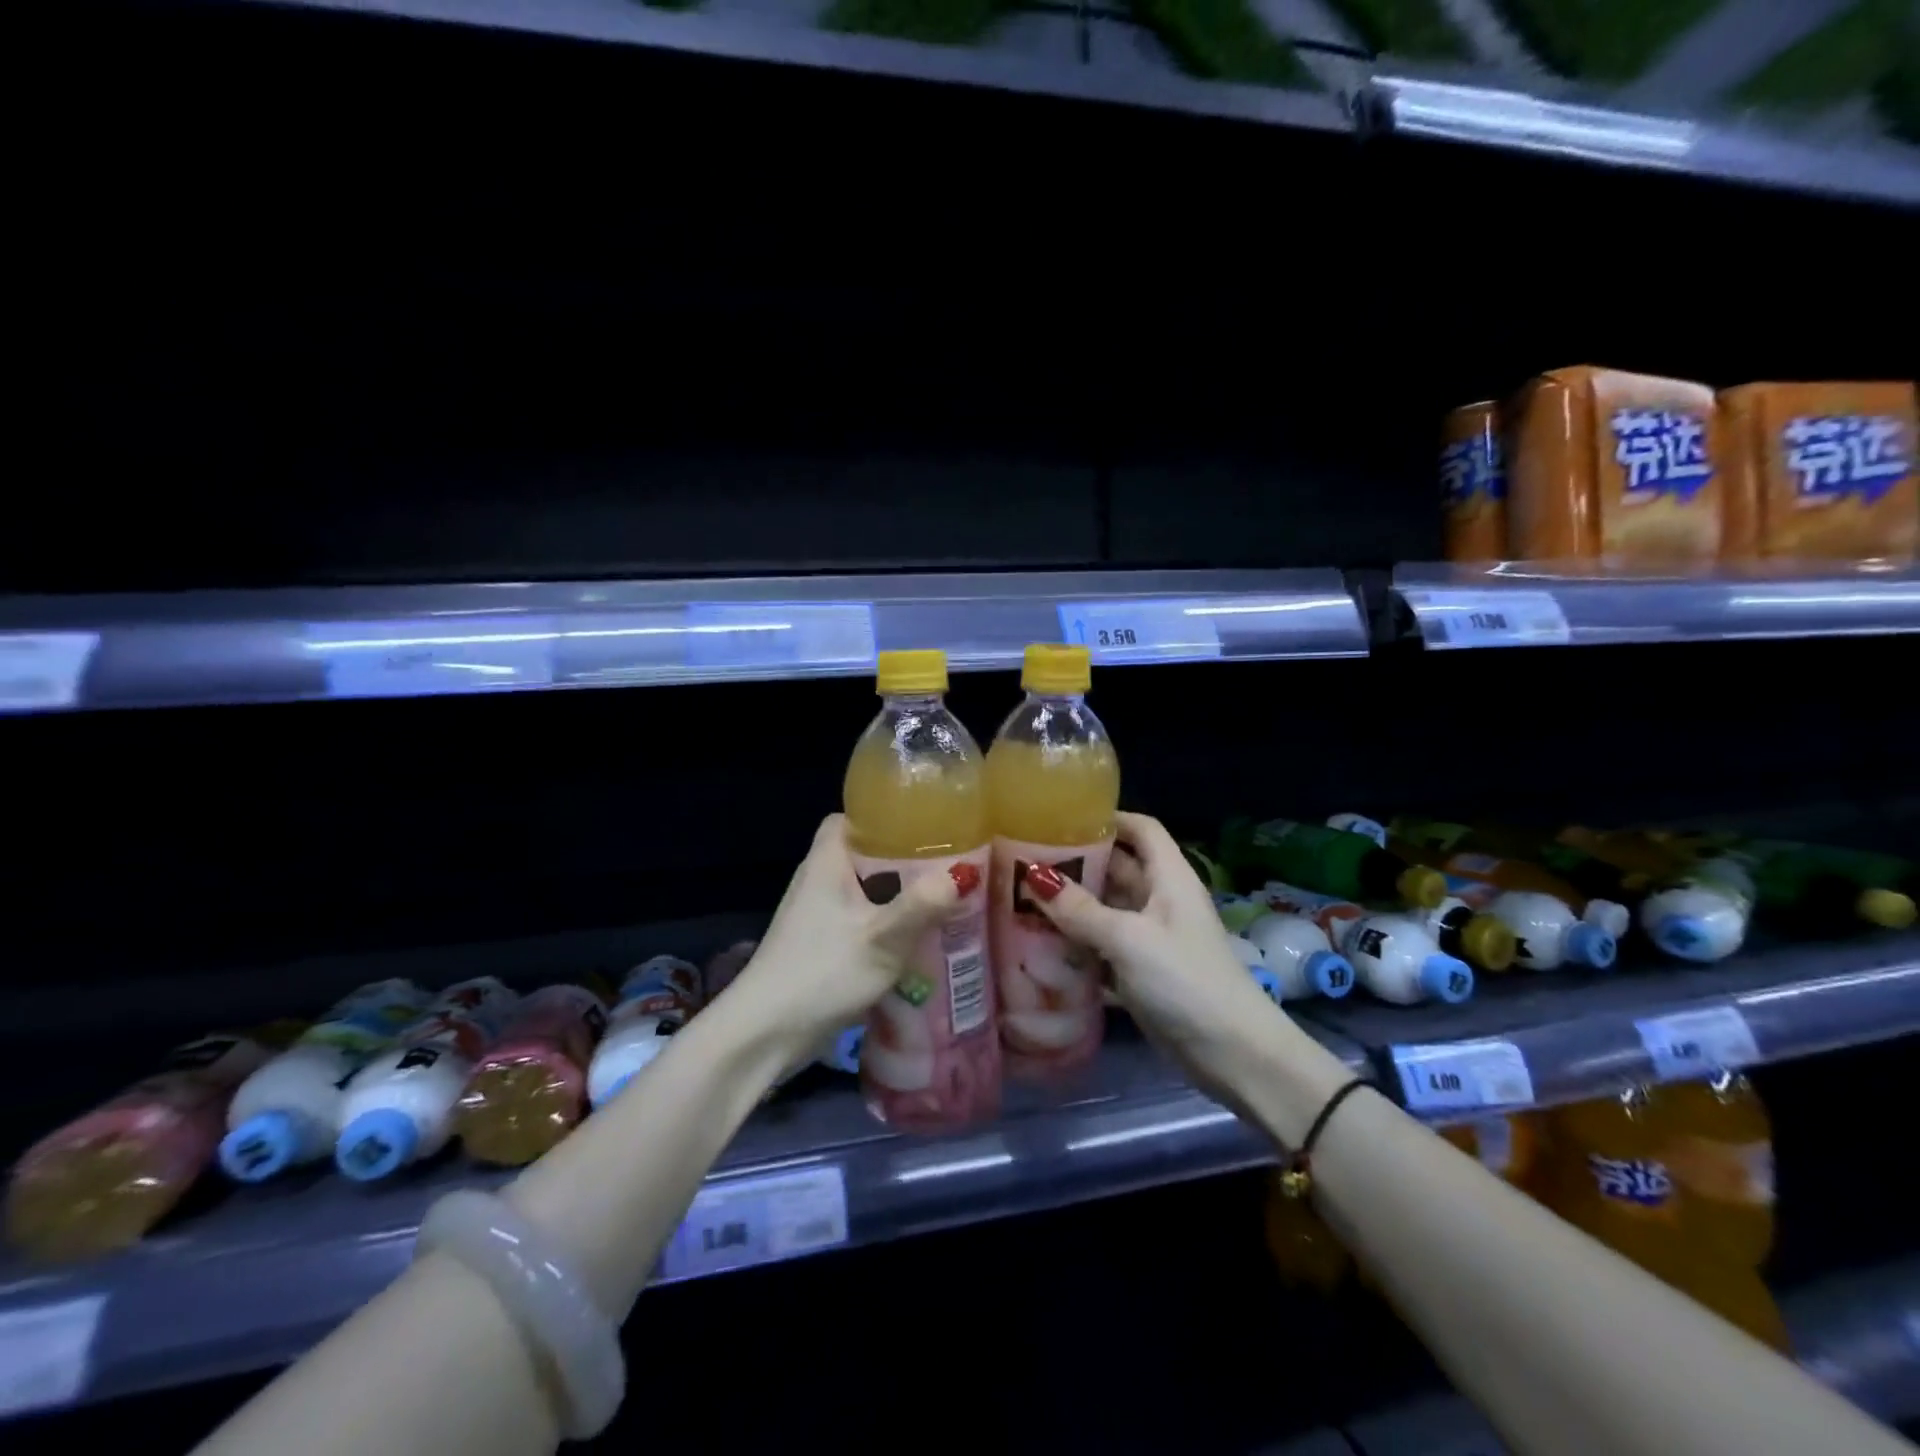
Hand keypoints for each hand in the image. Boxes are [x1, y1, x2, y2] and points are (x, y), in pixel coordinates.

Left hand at [726, 815, 976, 1056]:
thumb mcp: (881, 938)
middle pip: (865, 854)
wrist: (766, 1034)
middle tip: (949, 864)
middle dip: (905, 859)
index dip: (886, 816)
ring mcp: (817, 915)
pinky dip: (887, 923)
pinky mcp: (821, 945)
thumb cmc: (821, 972)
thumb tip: (964, 873)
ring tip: (945, 898)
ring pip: (866, 890)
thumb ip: (921, 905)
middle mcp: (819, 880)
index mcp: (826, 861)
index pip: (852, 818)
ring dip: (900, 895)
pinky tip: (918, 938)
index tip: (926, 824)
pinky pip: (861, 920)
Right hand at [1022, 812, 1288, 1101]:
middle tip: (1023, 860)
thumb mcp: (1129, 939)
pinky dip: (1076, 945)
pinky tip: (1039, 947)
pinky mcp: (1141, 972)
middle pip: (1116, 868)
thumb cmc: (1185, 980)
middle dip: (1075, 863)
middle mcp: (1159, 901)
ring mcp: (1150, 938)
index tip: (1060, 817)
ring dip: (1070, 907)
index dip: (1107, 817)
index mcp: (1168, 878)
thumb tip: (1033, 876)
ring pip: (1105, 910)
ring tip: (1020, 899)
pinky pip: (1102, 947)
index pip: (1140, 829)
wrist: (1232, 1054)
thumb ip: (1080, 910)